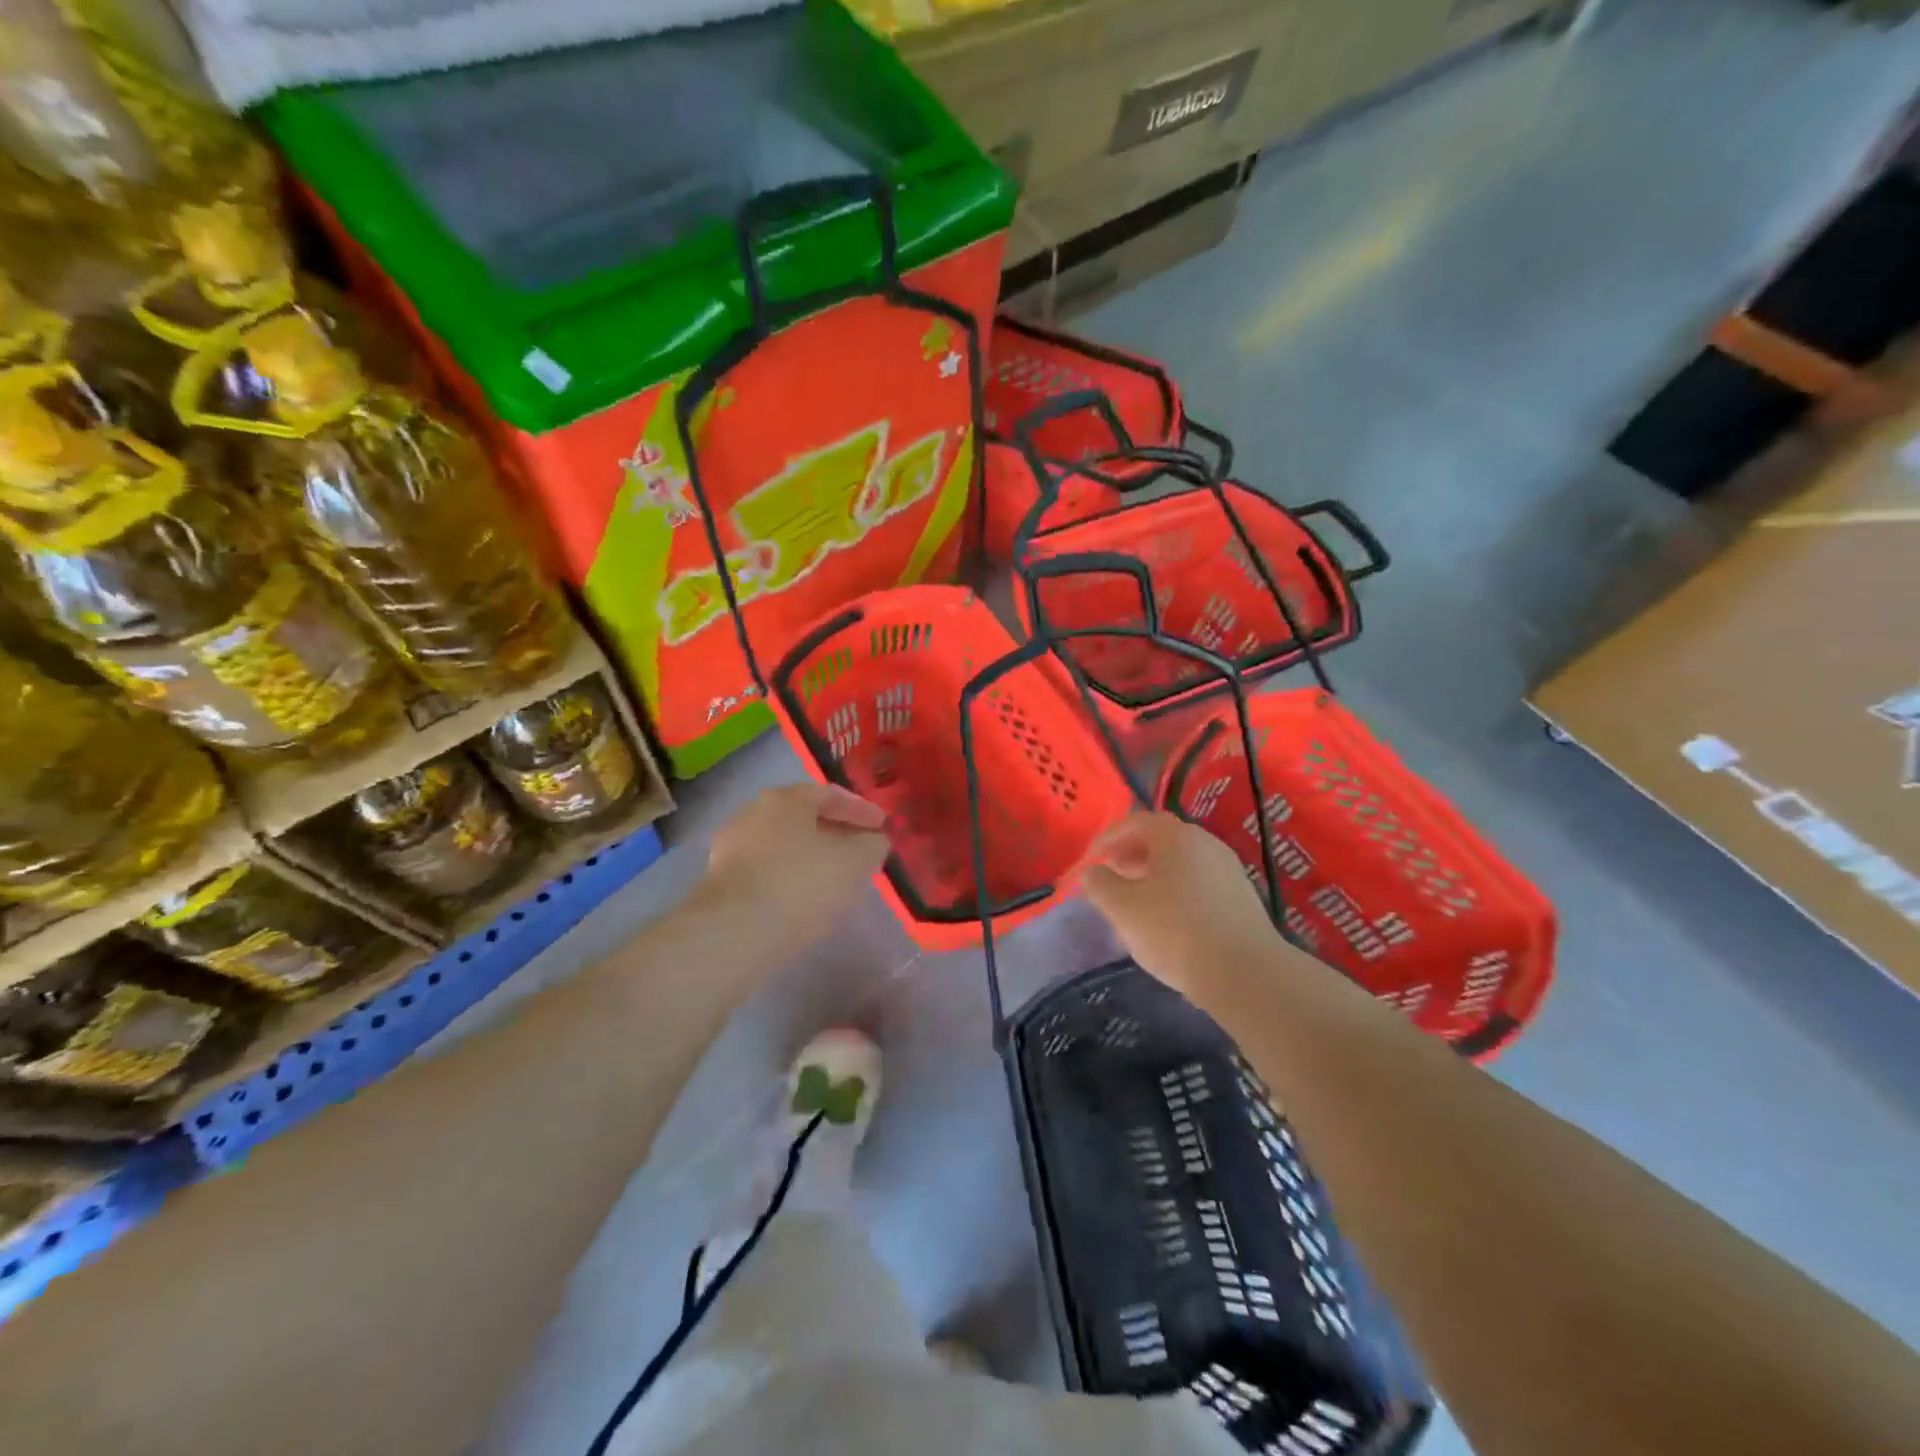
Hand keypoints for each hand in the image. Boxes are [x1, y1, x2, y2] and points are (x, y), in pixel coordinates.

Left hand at [699, 783, 890, 947]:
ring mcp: (731, 847)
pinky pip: (766, 870)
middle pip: (803, 818)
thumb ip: (872, 845)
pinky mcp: (720, 882)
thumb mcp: (856, 862)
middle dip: (834, 832)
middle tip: (859, 850)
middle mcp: (754, 812)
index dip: (861, 810)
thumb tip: (873, 840)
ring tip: (834, 878)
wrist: (734, 933)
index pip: (831, 794)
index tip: (882, 827)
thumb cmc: (802, 884)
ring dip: (810, 856)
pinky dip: (789, 877)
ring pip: (782, 845)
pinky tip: (804, 898)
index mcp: (786, 798)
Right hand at [1081, 812, 1289, 1007]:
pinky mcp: (1241, 897)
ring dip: (1153, 873)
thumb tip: (1093, 872)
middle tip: (1111, 878)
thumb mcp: (1123, 908)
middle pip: (1161, 839)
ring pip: (1181, 861)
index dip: (1109, 838)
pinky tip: (1167, 919)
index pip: (1136, 822)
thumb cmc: (1174, 931)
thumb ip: (1100, 884)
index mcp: (1176, 836)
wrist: (1245, 974)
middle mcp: (1206, 843)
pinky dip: (1176, 890)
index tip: (1091, 860)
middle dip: (1131, 854)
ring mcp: (1228, 869)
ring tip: (1135, 900)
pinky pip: (1199, 882)